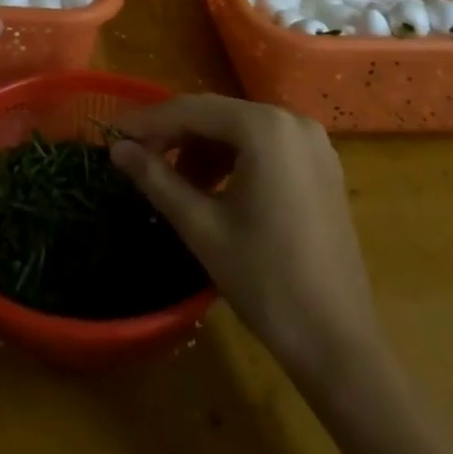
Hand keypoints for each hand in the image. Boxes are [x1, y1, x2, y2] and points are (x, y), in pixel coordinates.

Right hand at [110, 95, 375, 371]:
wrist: (338, 344)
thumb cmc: (265, 282)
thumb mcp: (202, 227)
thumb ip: (156, 179)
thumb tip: (117, 148)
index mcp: (265, 127)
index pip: (193, 110)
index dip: (149, 122)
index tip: (114, 135)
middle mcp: (292, 119)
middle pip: (219, 115)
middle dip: (176, 135)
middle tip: (138, 159)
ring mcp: (312, 141)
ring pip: (241, 129)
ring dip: (204, 148)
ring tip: (174, 182)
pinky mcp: (322, 165)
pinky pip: (266, 146)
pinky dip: (235, 158)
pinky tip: (213, 188)